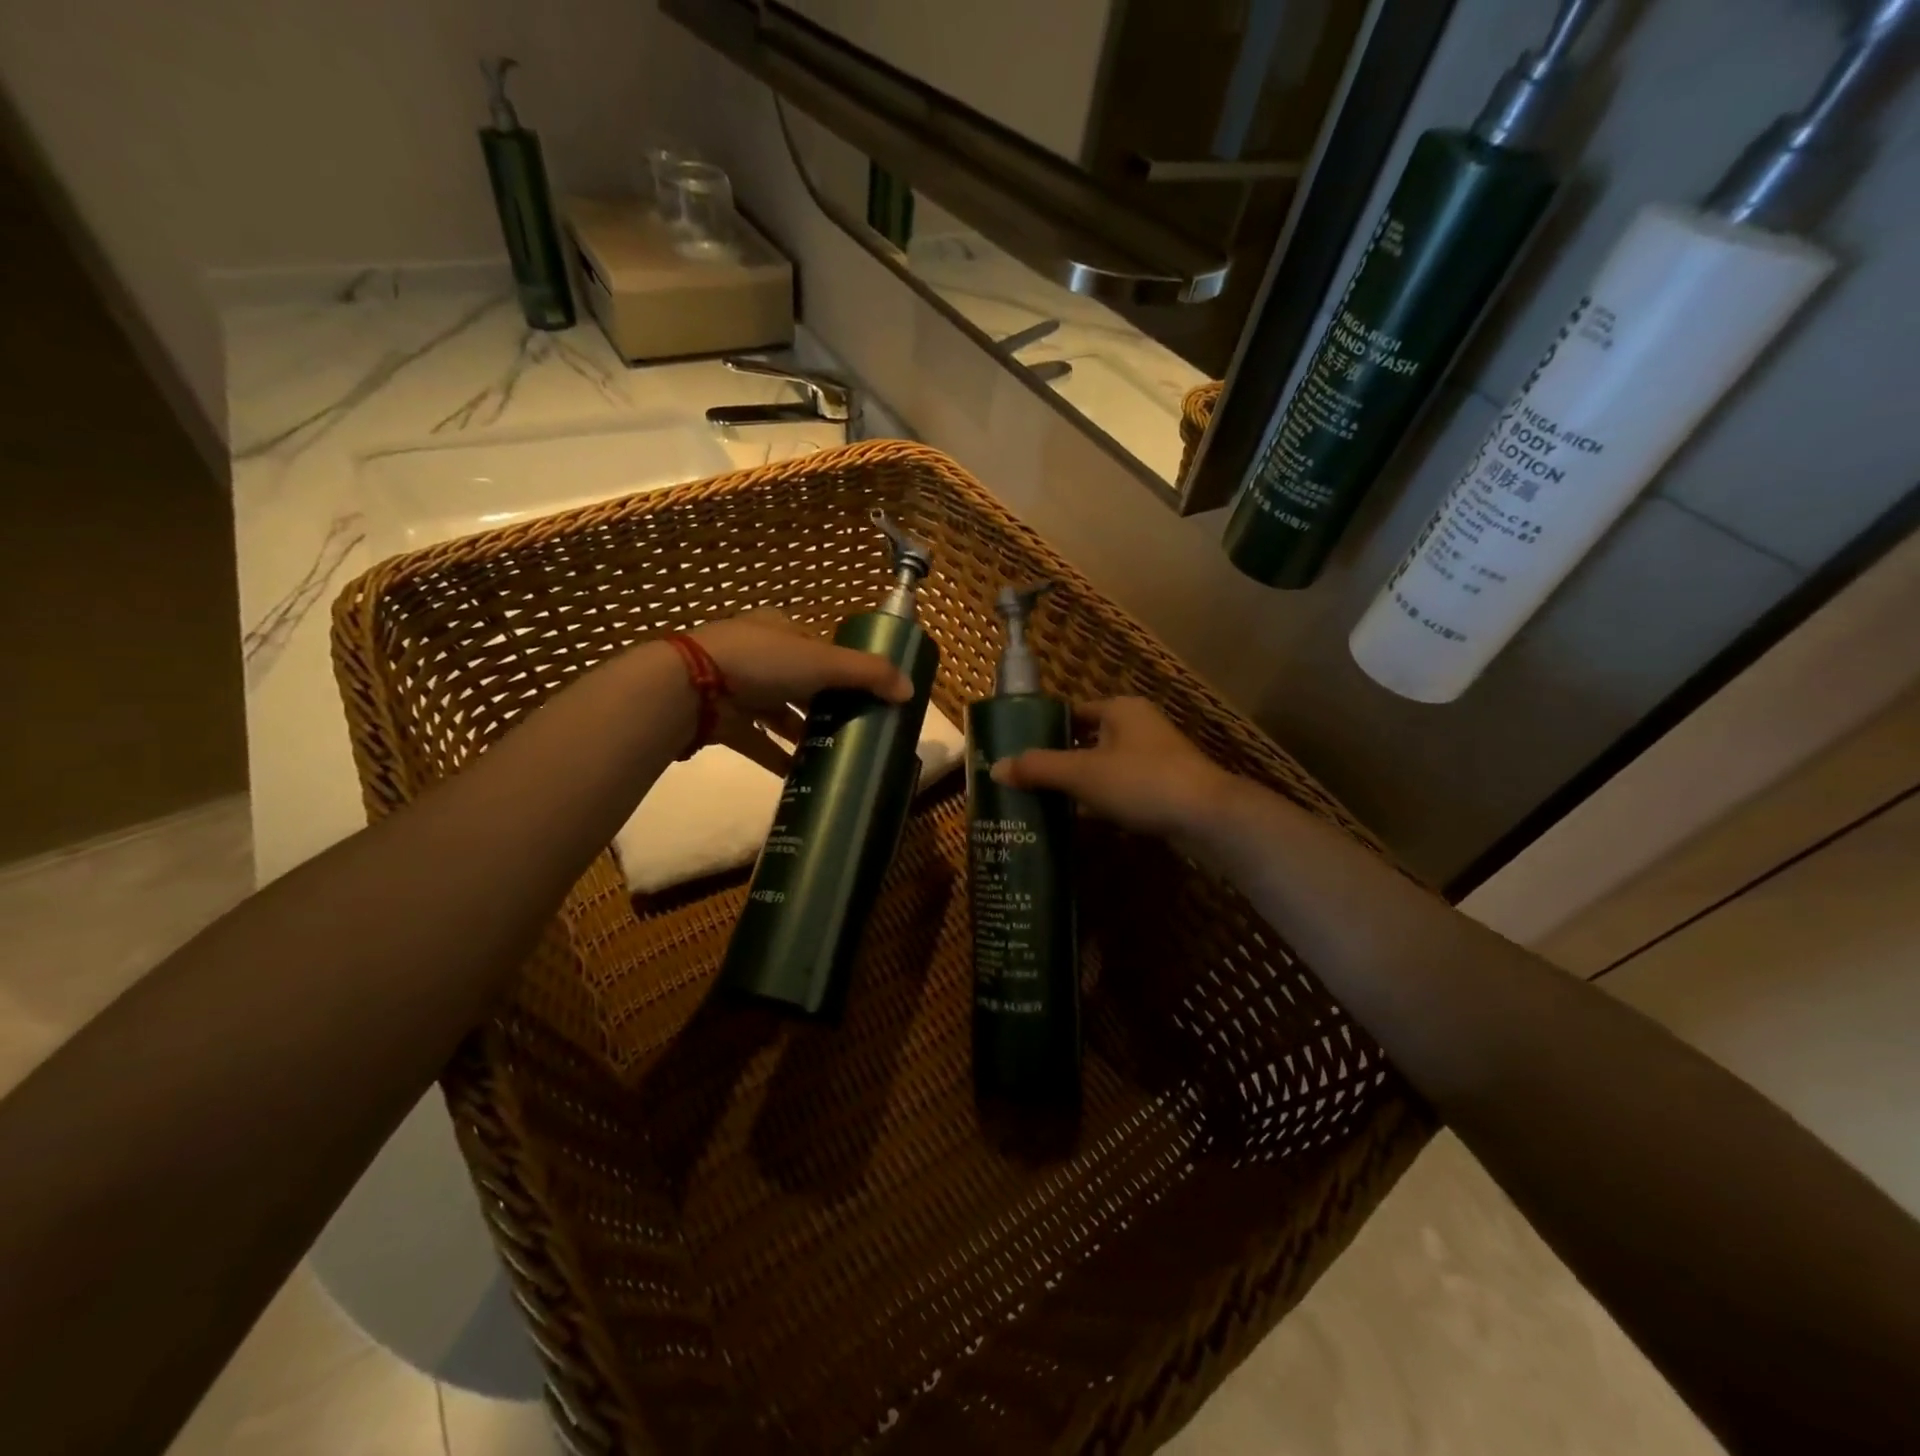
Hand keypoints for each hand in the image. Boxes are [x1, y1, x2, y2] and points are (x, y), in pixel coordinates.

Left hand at [689, 609, 913, 773]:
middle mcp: (759, 654)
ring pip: (779, 713)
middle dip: (825, 705)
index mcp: (781, 630)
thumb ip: (869, 674)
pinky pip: (758, 742)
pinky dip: (778, 758)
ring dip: (803, 733)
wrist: (691, 687)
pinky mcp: (724, 720)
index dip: (842, 669)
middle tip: (853, 728)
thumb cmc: (763, 662)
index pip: (819, 647)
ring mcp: (737, 688)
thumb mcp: (824, 662)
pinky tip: (801, 776)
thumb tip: (911, 691)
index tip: (864, 694)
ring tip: (834, 753)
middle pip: (801, 682)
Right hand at [990, 697, 1232, 839]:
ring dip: (1079, 783)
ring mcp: (1155, 758)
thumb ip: (1038, 768)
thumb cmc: (1141, 782)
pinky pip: (1121, 789)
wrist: (1207, 817)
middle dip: (1058, 760)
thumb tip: (994, 768)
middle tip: (1025, 780)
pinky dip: (1100, 801)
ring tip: (1044, 801)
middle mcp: (1139, 727)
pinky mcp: (1164, 787)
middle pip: (1086, 740)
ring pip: (1104, 767)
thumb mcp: (1082, 773)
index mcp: (1120, 710)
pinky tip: (1080, 820)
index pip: (1071, 712)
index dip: (1043, 729)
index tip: (1017, 750)